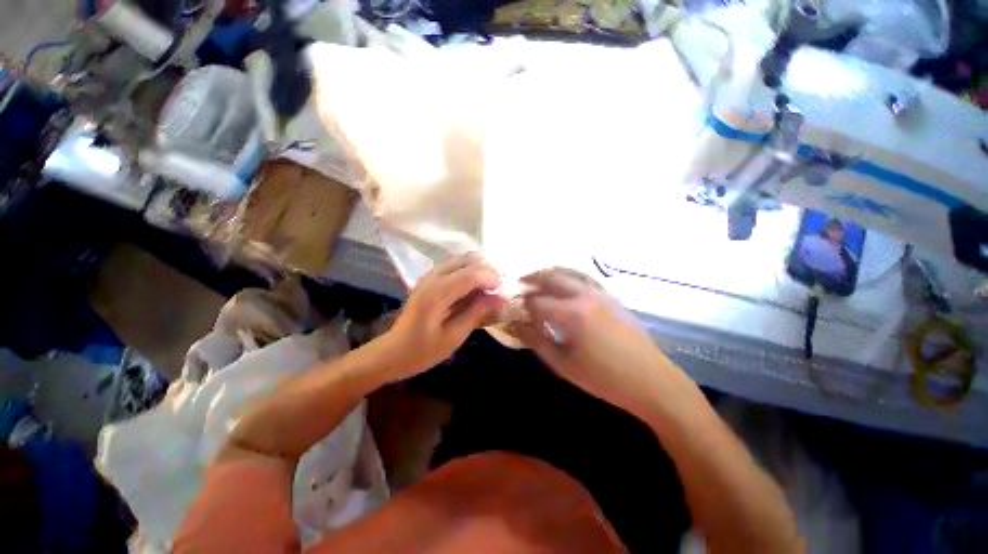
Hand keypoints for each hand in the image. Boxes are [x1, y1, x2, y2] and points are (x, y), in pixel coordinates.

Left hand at [383, 253, 504, 380]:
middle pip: (465, 260)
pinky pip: (453, 267)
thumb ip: (477, 314)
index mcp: (436, 294)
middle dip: (486, 269)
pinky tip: (473, 287)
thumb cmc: (423, 351)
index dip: (490, 277)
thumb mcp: (454, 336)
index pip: (469, 274)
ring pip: (459, 260)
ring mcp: (428, 277)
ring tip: (488, 286)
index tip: (503, 289)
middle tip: (497, 287)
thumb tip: (501, 299)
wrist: (392, 352)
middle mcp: (432, 278)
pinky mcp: (428, 280)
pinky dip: (468, 272)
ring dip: (477, 269)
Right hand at [516, 269, 679, 416]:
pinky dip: (568, 276)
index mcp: (572, 314)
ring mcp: (601, 293)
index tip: (514, 310)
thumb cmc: (604, 379)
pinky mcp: (612, 296)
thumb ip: (537, 342)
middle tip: (520, 285)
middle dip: (532, 279)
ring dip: (550, 273)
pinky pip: (585, 278)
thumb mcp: (564, 365)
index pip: (537, 302)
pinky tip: (564, 285)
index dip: (523, 305)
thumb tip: (517, 325)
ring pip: (569, 272)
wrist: (652, 382)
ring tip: (538, 280)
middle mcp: (585, 295)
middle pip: (552, 277)